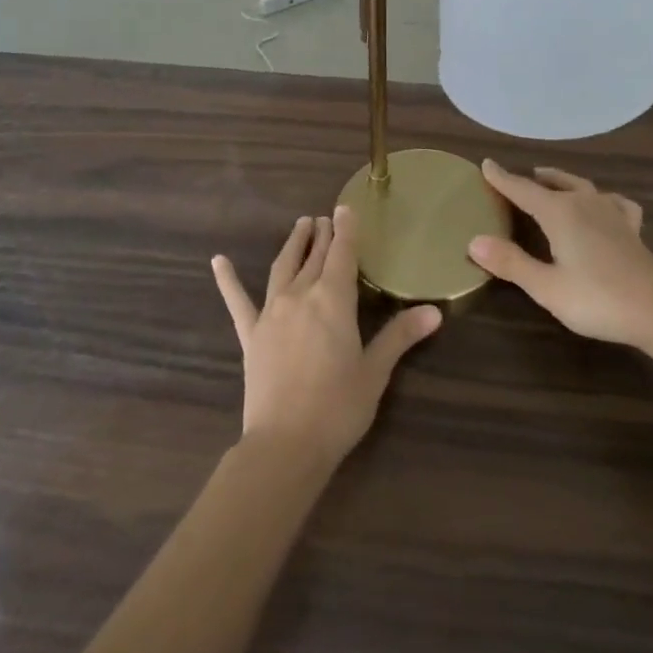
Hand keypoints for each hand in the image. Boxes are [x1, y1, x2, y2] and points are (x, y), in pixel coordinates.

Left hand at [212, 208, 441, 467]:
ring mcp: (271, 314)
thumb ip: (400, 336)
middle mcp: (300, 296)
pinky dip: (228, 280)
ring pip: (282, 268)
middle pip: (314, 257)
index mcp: (333, 301)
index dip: (345, 230)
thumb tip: (434, 312)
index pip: (342, 255)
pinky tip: (218, 261)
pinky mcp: (251, 335)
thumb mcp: (376, 372)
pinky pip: (237, 302)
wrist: (285, 444)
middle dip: (322, 235)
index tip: (345, 208)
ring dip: (293, 245)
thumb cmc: (339, 408)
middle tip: (326, 217)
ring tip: (300, 226)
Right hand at [467, 161, 652, 349]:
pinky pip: (613, 202)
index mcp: (560, 213)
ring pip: (582, 186)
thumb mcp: (546, 287)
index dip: (502, 178)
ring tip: (552, 181)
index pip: (522, 189)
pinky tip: (604, 204)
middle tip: (518, 178)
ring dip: (563, 182)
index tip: (486, 163)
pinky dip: (602, 198)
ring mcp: (611, 213)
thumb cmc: (597, 299)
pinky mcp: (630, 228)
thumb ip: (511, 263)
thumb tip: (474, 241)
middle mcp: (584, 203)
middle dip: (533, 179)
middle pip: (553, 183)